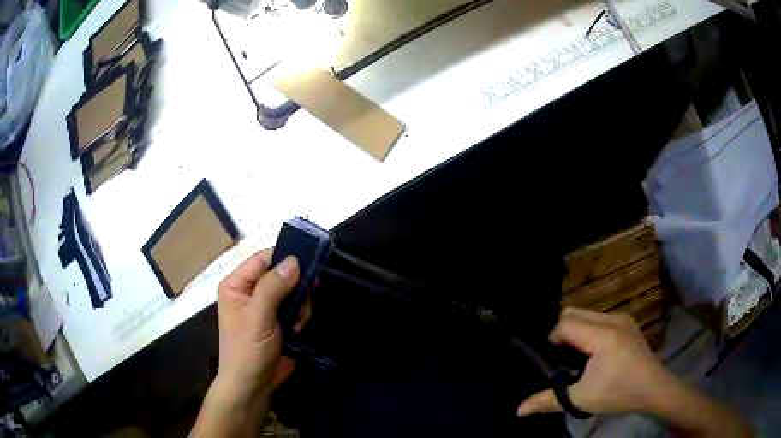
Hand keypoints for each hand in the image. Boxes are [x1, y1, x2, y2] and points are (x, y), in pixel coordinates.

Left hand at [192, 249, 310, 437]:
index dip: (286, 259)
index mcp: (237, 283)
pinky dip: (301, 316)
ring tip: (297, 324)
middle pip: (282, 274)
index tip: (310, 266)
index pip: (264, 258)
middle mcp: (251, 290)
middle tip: (303, 304)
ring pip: (294, 291)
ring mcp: (266, 306)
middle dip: (296, 289)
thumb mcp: (258, 316)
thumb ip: (273, 287)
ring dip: (301, 306)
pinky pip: (297, 307)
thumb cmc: (248, 349)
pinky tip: (298, 330)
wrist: (253, 385)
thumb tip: (294, 260)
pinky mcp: (279, 320)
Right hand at [517, 307, 675, 416]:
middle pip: (574, 312)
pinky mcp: (628, 322)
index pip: (566, 323)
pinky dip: (589, 330)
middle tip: (563, 360)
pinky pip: (599, 317)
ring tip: (578, 357)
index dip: (553, 341)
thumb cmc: (618, 394)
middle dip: (562, 333)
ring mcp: (623, 318)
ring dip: (576, 331)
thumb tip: (518, 411)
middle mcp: (613, 319)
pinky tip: (595, 352)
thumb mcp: (582, 400)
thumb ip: (548, 402)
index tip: (555, 364)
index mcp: (603, 335)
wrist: (654, 389)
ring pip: (587, 313)